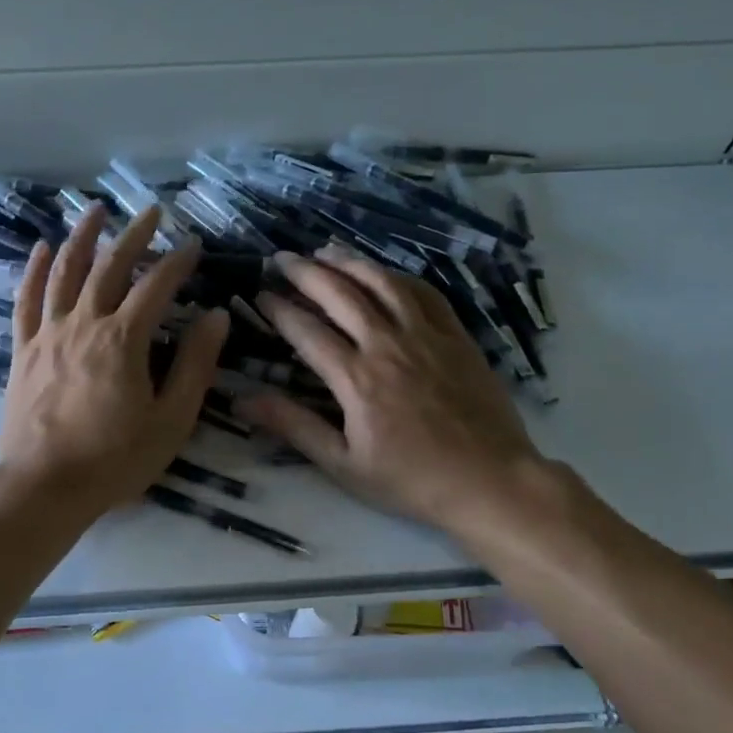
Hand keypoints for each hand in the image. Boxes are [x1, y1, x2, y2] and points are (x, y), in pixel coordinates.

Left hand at [0, 205, 228, 519]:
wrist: (45, 486)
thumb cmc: (116, 458)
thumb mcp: (171, 419)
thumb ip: (194, 365)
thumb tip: (216, 317)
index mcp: (123, 339)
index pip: (157, 286)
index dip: (178, 261)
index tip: (194, 245)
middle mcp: (84, 324)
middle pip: (110, 267)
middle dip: (135, 235)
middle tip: (152, 211)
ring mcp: (49, 334)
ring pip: (65, 272)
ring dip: (82, 237)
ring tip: (96, 210)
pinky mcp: (24, 350)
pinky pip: (27, 300)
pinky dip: (34, 270)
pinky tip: (42, 248)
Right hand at [240, 245, 556, 540]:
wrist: (490, 482)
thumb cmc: (412, 480)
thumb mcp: (344, 464)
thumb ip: (294, 426)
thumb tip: (242, 401)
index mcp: (357, 379)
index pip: (307, 330)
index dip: (279, 309)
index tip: (259, 294)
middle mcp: (388, 344)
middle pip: (340, 294)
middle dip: (305, 272)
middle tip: (281, 259)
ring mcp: (426, 335)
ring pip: (382, 283)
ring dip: (349, 262)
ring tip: (324, 251)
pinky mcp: (456, 336)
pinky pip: (424, 293)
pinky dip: (397, 276)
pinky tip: (383, 272)